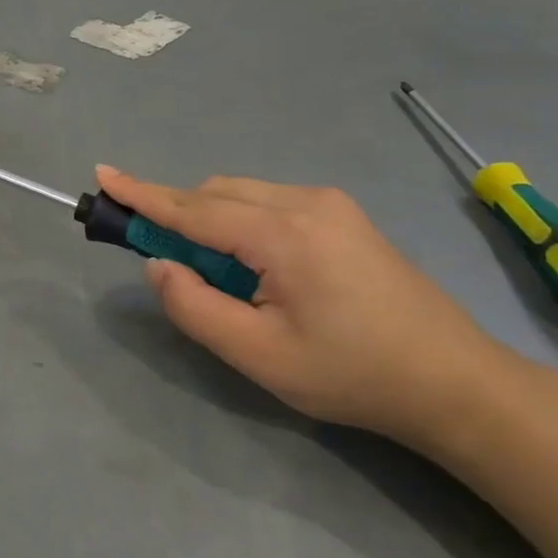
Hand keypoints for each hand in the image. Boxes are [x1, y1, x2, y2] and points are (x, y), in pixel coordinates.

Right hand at [97, 167, 518, 448]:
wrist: (455, 383)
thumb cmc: (353, 375)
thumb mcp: (260, 357)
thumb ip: (196, 307)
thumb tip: (158, 265)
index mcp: (283, 233)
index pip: (193, 207)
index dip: (142, 194)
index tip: (103, 175)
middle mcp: (304, 201)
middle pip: (215, 194)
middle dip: (178, 217)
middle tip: (164, 263)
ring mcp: (328, 203)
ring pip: (242, 194)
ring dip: (211, 222)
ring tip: (219, 278)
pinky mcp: (342, 214)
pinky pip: (269, 202)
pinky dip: (241, 223)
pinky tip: (257, 268)